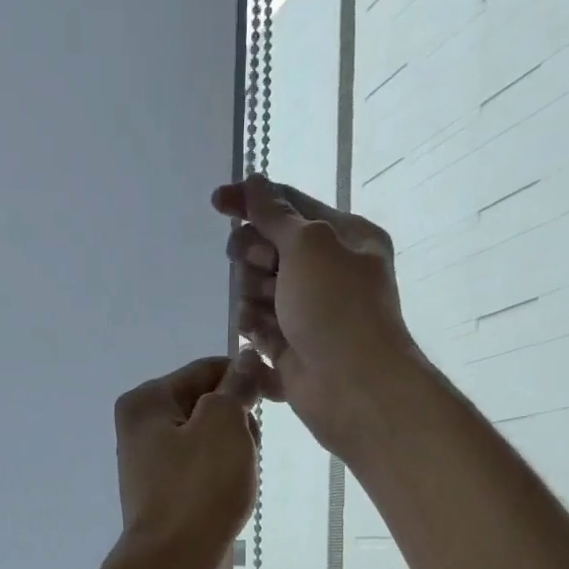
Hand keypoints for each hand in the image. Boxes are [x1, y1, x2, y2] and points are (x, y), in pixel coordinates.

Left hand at [111, 354, 265, 568]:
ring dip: (237, 455)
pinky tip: (235, 499)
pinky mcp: (168, 498)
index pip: (207, 370)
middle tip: (249, 451)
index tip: (277, 398)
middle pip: (208, 406)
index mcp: (146, 402)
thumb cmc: (199, 489)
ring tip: (242, 480)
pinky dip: (226, 480)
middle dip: (240, 423)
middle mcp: (143, 430)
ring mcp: (153, 467)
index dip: (245, 378)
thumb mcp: (223, 424)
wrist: (174, 567)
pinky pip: (206, 474)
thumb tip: (246, 361)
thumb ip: (236, 387)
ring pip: (212, 442)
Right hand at [212, 174, 426, 455]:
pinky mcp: (290, 347)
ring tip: (266, 311)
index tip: (216, 202)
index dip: (251, 201)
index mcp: (344, 237)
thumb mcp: (309, 245)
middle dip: (254, 254)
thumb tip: (254, 182)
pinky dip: (254, 327)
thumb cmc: (337, 306)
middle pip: (268, 247)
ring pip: (258, 288)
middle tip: (260, 267)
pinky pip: (258, 326)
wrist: (352, 386)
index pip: (290, 206)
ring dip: (253, 294)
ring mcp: (308, 311)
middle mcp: (327, 271)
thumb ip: (275, 214)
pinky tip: (257, 336)